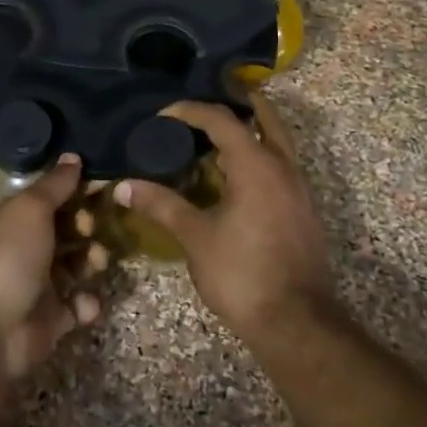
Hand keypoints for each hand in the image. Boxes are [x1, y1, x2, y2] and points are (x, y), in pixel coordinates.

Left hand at [0, 155, 105, 380]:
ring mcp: (38, 285)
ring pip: (77, 265)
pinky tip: (84, 303)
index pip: (50, 198)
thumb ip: (54, 184)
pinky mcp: (52, 319)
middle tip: (91, 228)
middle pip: (66, 230)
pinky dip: (86, 303)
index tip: (102, 187)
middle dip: (87, 226)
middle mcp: (25, 248)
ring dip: (92, 261)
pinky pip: (78, 305)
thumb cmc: (7, 258)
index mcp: (14, 219)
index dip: (75, 191)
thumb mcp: (30, 209)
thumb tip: (73, 156)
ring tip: (96, 263)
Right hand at [116, 94, 332, 341]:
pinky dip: (261, 157)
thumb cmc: (242, 273)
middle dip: (239, 104)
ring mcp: (300, 190)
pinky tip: (239, 178)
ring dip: (252, 131)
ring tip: (219, 138)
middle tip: (209, 103)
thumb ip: (161, 205)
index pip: (222, 120)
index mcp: (256, 166)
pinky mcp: (304, 211)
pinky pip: (282, 167)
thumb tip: (122, 186)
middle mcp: (284, 167)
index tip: (164, 116)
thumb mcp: (195, 237)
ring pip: (279, 143)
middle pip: (265, 118)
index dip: (191, 111)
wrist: (297, 323)